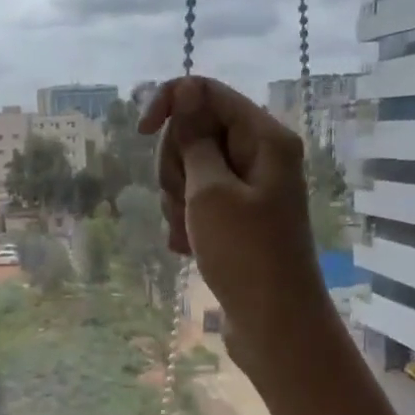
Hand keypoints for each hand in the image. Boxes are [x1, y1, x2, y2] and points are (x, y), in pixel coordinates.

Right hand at [140, 76, 334, 377]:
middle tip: (186, 202)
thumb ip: (194, 140)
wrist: (274, 324)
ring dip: (178, 200)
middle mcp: (258, 156)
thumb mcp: (210, 193)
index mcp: (264, 138)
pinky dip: (187, 221)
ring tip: (191, 233)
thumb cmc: (246, 254)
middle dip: (176, 165)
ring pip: (190, 171)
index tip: (141, 132)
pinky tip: (191, 247)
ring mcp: (247, 189)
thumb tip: (185, 90)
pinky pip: (197, 202)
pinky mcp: (236, 218)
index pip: (206, 92)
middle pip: (195, 133)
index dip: (169, 104)